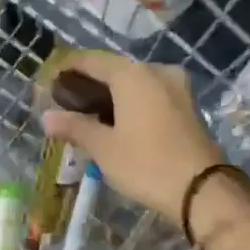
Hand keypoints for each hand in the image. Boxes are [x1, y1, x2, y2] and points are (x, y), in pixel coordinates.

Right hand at [39, 49, 229, 222]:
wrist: (202, 189)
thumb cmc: (146, 164)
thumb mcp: (104, 148)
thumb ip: (75, 127)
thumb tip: (46, 117)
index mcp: (132, 74)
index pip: (91, 60)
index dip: (67, 68)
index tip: (49, 82)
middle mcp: (156, 71)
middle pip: (114, 69)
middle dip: (90, 83)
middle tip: (66, 102)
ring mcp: (176, 87)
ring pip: (135, 82)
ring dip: (111, 94)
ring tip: (89, 114)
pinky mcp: (187, 105)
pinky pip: (151, 94)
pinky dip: (131, 102)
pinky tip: (118, 121)